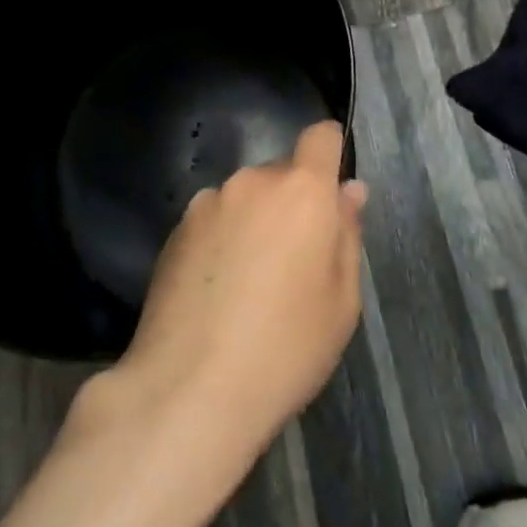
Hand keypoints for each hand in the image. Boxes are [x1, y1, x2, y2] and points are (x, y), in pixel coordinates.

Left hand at [0, 125, 364, 526]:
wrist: (189, 390)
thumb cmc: (285, 349)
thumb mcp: (341, 302)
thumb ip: (347, 234)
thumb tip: (350, 190)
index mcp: (302, 190)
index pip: (320, 137)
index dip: (330, 151)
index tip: (331, 187)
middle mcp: (253, 181)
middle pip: (282, 172)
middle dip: (293, 201)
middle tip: (294, 260)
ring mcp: (209, 202)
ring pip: (245, 197)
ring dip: (254, 220)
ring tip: (249, 282)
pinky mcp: (176, 228)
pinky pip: (213, 219)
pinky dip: (221, 239)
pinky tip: (216, 291)